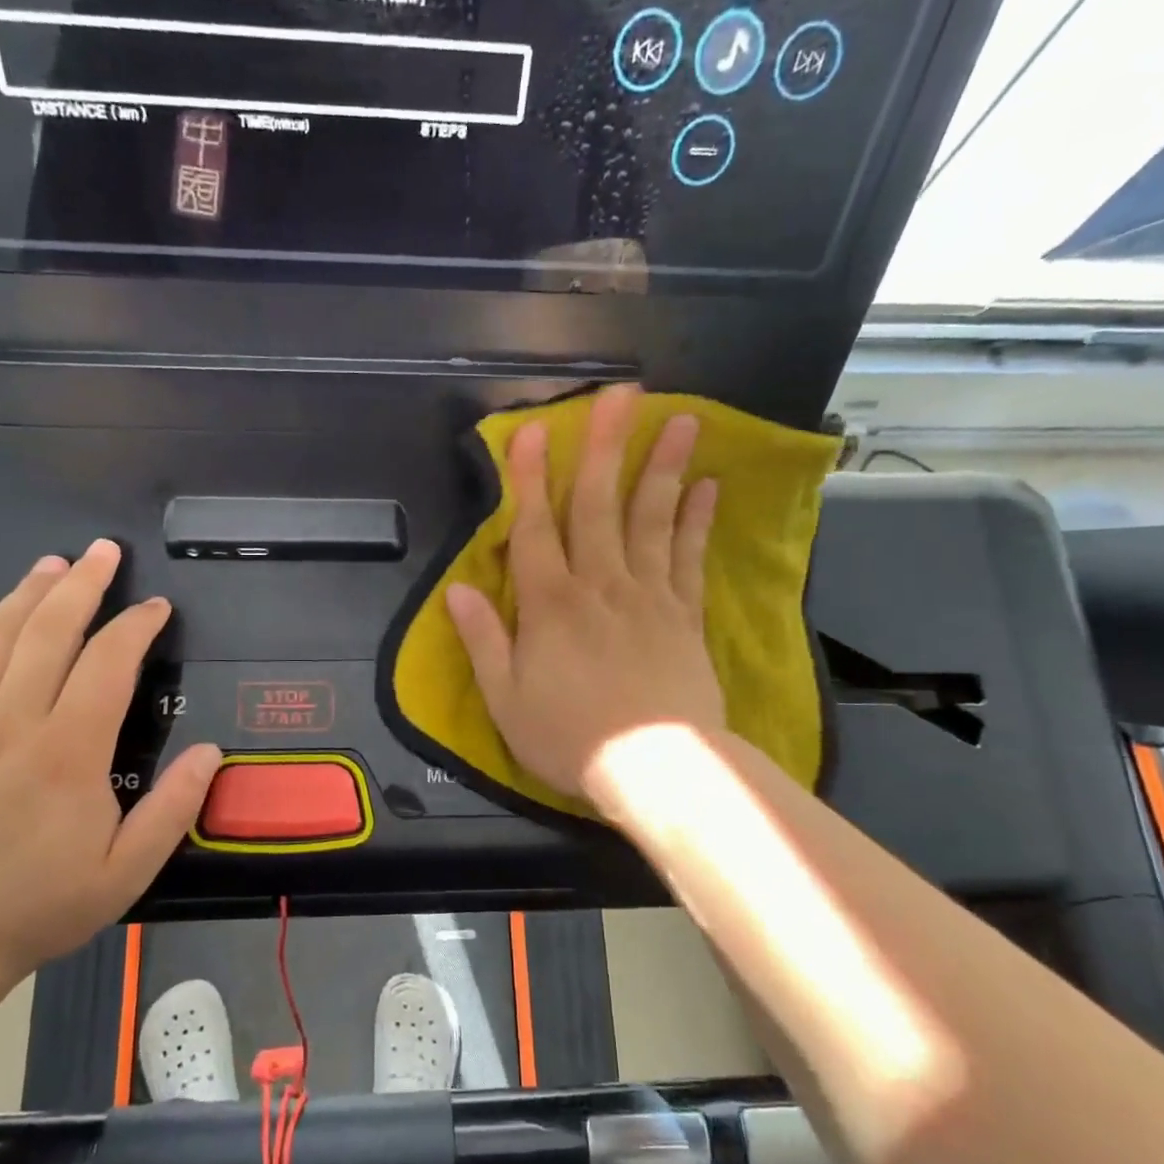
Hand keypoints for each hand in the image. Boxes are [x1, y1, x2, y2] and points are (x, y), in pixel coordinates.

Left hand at [0, 540, 220, 983]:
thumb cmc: (40, 904)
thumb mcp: (125, 873)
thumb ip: (172, 809)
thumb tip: (211, 751)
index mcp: (67, 753)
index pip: (108, 665)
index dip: (135, 627)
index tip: (156, 607)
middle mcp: (12, 725)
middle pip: (48, 633)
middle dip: (81, 585)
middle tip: (103, 551)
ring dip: (27, 595)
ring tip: (52, 563)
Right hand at [446, 384, 725, 802]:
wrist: (656, 769)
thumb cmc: (570, 737)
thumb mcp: (505, 699)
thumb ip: (482, 639)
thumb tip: (456, 588)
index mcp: (550, 604)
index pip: (535, 528)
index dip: (530, 478)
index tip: (533, 431)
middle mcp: (600, 585)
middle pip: (600, 506)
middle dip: (606, 447)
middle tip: (622, 393)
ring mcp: (649, 596)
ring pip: (653, 520)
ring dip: (663, 467)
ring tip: (681, 419)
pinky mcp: (685, 615)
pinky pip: (690, 558)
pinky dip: (697, 521)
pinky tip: (707, 486)